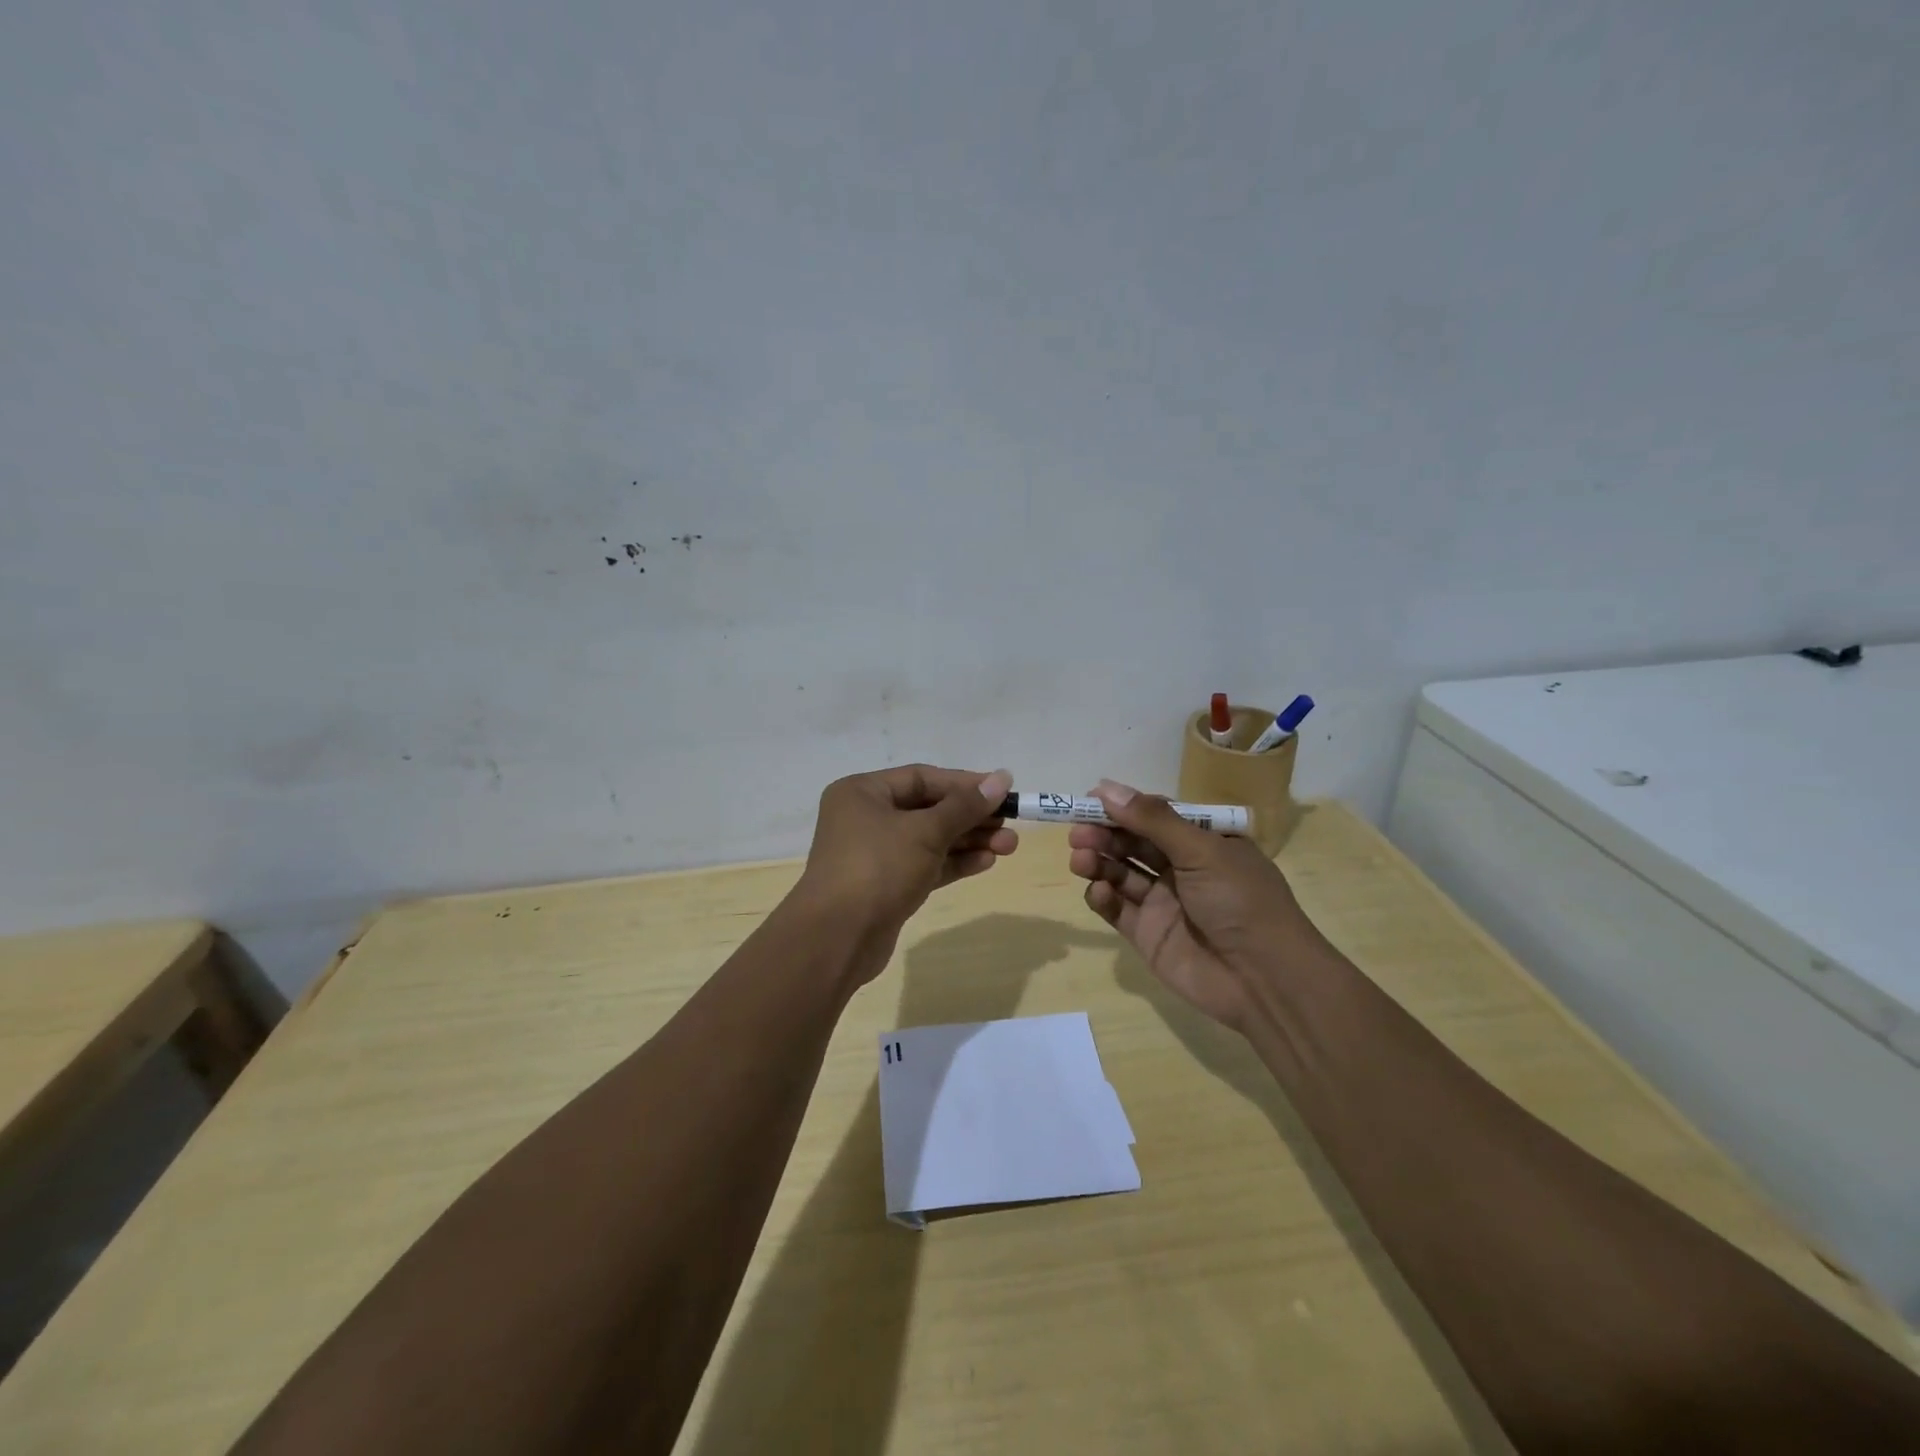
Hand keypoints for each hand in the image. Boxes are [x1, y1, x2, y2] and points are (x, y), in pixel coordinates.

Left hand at [796, 765, 1016, 977]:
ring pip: (930, 839)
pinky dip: (953, 862)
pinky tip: (986, 862)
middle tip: (1011, 824)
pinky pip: (925, 865)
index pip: (922, 778)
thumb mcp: (925, 831)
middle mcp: (865, 818)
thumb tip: (1002, 777)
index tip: (1002, 790)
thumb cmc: (878, 868)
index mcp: (863, 792)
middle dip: (971, 817)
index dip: (964, 783)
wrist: (837, 939)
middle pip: (928, 809)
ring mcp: (874, 854)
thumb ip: (965, 806)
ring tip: (1009, 846)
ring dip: (968, 841)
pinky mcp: (885, 885)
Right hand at [1067, 780, 1327, 1029]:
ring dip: (1098, 862)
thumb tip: (1106, 787)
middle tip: (1077, 832)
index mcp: (1204, 843)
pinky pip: (1117, 909)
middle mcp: (1182, 869)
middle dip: (1104, 834)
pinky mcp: (1147, 934)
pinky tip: (1099, 891)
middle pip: (1133, 843)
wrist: (1264, 980)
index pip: (1156, 816)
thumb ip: (1152, 820)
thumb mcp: (1202, 851)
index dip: (1124, 807)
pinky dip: (1103, 897)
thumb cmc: (1240, 901)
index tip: (1090, 799)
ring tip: (1080, 858)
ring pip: (1121, 873)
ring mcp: (1163, 902)